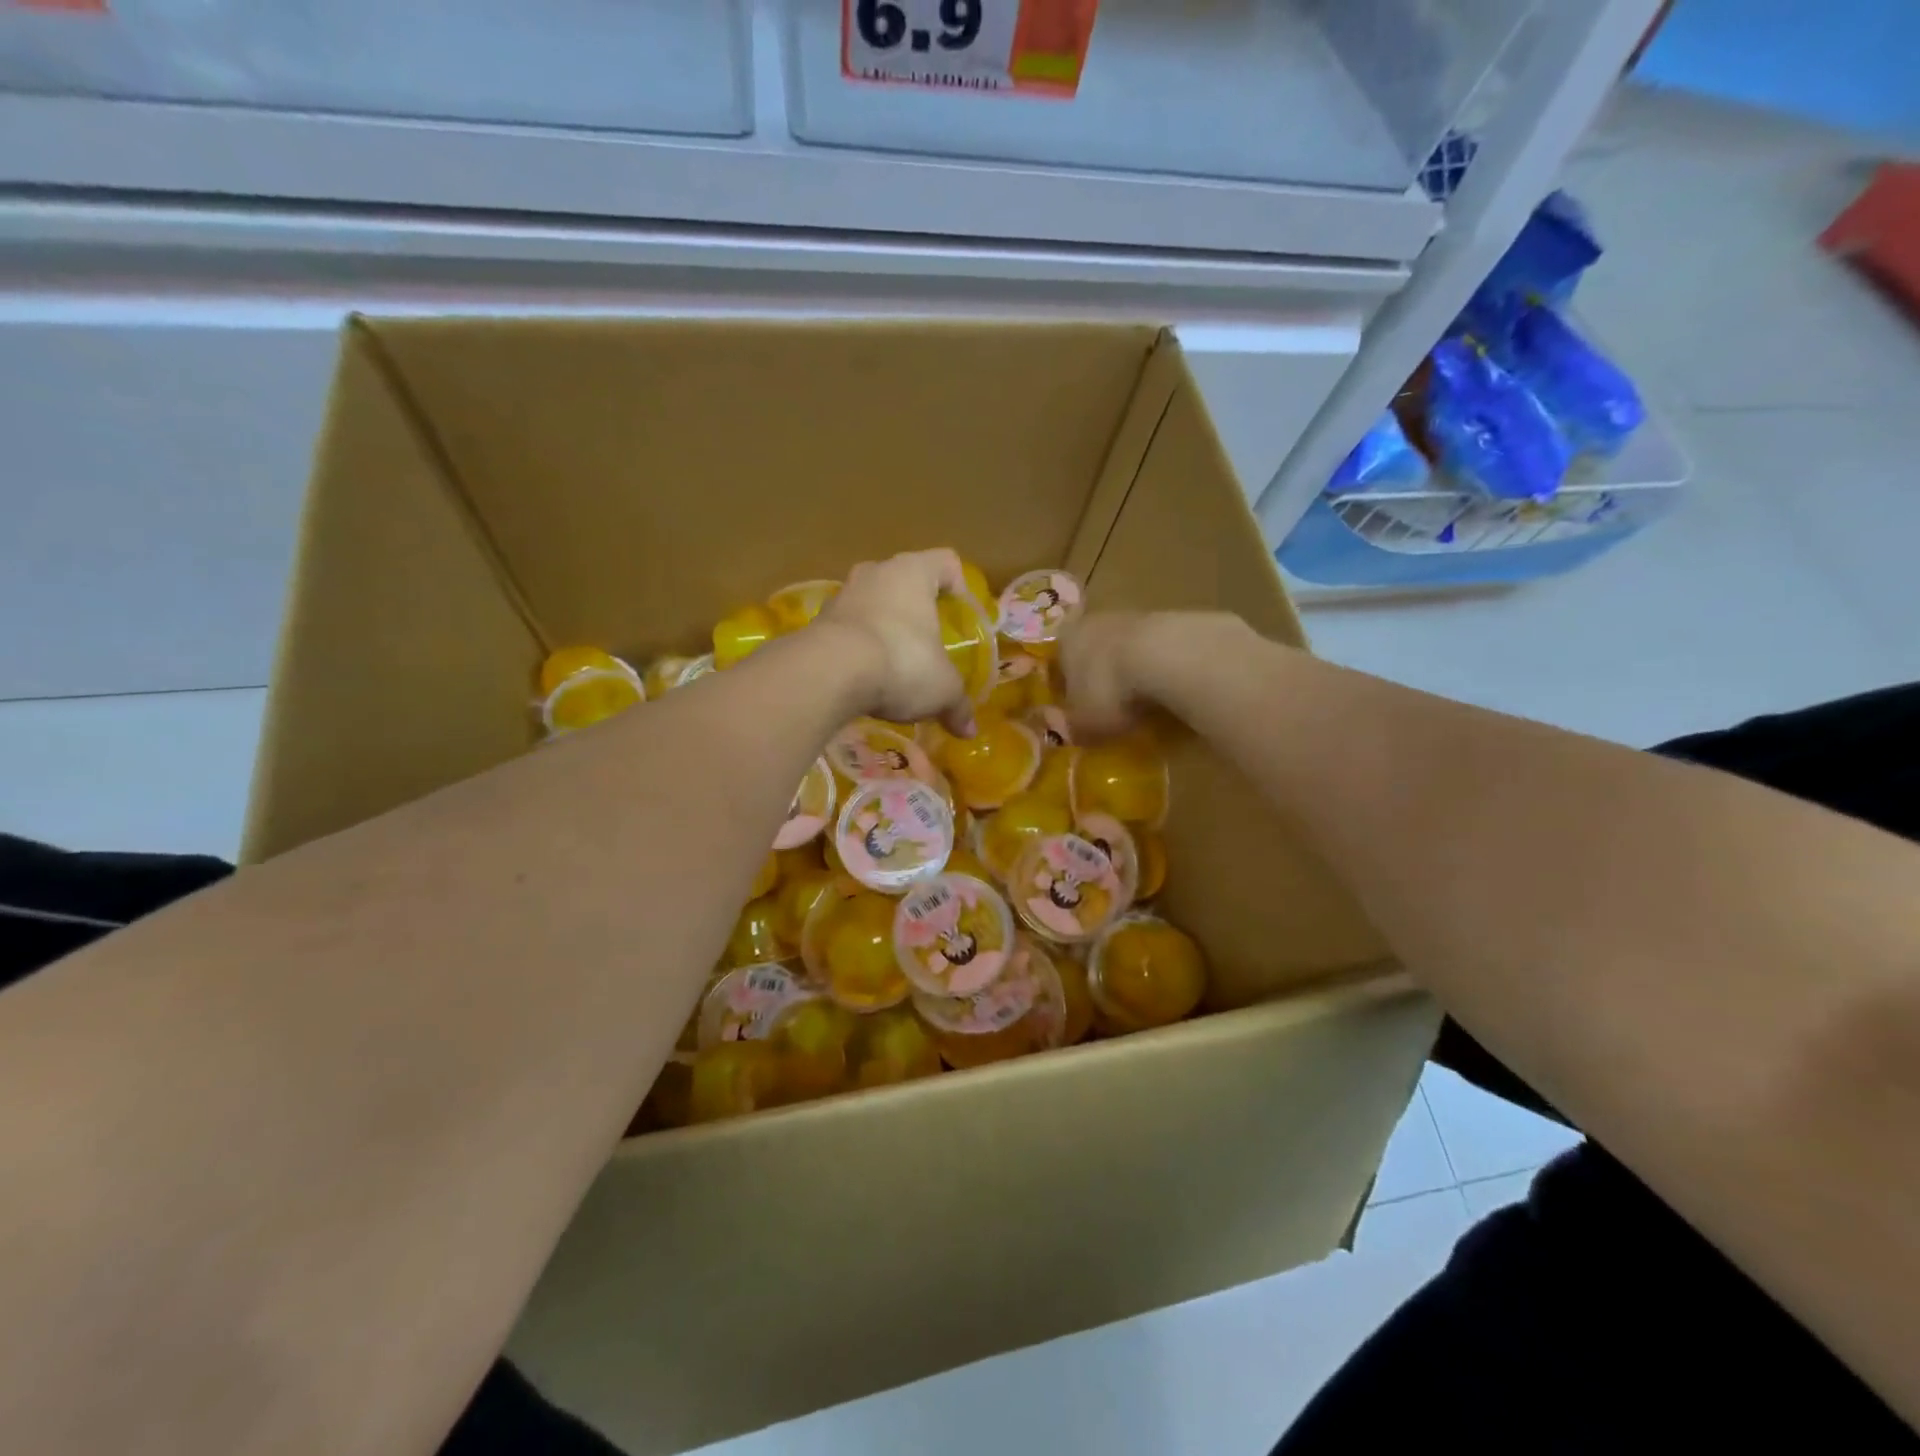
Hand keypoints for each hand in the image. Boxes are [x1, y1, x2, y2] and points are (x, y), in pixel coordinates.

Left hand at [816, 548, 976, 735]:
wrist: (829, 674)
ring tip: (893, 663)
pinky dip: (857, 646)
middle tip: (927, 641)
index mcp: (913, 572)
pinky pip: (847, 627)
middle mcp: (876, 573)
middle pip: (904, 580)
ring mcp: (842, 594)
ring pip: (872, 602)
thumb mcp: (942, 689)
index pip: (946, 563)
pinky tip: (864, 676)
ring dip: (883, 626)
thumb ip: (958, 704)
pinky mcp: (817, 621)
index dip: (958, 585)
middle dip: (915, 608)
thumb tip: (969, 730)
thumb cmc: (901, 663)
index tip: (960, 616)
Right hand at [1059, 610, 1248, 739]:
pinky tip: (1170, 693)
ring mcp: (1135, 617)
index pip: (1059, 667)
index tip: (1078, 712)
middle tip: (1111, 709)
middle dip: (1100, 679)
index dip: (1067, 691)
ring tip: (1144, 704)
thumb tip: (1064, 729)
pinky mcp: (1172, 620)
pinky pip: (1158, 651)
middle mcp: (1095, 622)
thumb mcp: (1084, 723)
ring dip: (1132, 672)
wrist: (1167, 656)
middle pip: (1093, 653)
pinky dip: (1160, 669)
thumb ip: (1071, 727)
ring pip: (1126, 649)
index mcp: (1066, 642)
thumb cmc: (1109, 690)